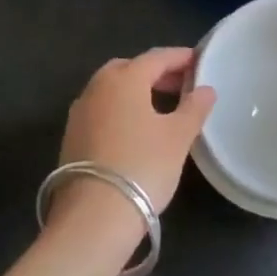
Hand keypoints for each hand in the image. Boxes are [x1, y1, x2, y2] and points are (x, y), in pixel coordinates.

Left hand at [49, 48, 215, 250]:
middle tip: (181, 85)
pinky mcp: (71, 136)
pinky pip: (102, 109)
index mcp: (124, 78)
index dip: (180, 57)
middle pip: (130, 68)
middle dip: (156, 73)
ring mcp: (80, 112)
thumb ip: (194, 108)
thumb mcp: (178, 137)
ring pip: (112, 89)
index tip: (198, 60)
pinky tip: (136, 129)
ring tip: (162, 107)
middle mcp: (97, 87)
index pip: (156, 57)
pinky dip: (121, 109)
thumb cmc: (142, 167)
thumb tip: (205, 89)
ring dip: (137, 91)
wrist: (93, 218)